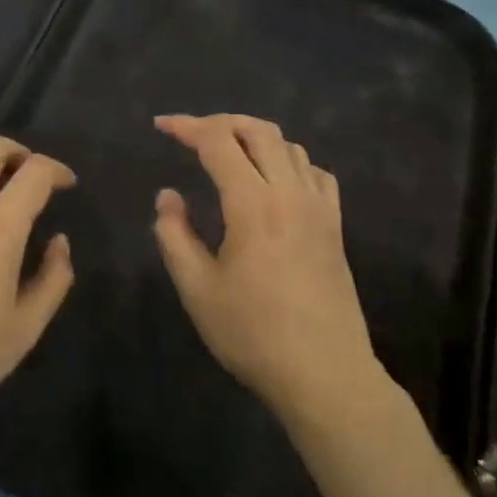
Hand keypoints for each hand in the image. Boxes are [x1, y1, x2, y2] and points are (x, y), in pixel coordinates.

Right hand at [152, 114, 379, 419]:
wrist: (325, 374)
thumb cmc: (253, 334)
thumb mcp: (197, 289)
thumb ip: (175, 236)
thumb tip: (168, 196)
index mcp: (253, 204)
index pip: (218, 141)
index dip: (187, 126)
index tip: (161, 126)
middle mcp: (290, 193)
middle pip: (259, 130)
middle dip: (222, 122)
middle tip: (193, 135)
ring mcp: (319, 208)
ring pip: (290, 146)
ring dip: (256, 138)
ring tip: (229, 154)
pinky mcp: (335, 226)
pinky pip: (315, 173)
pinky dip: (289, 162)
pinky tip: (276, 182)